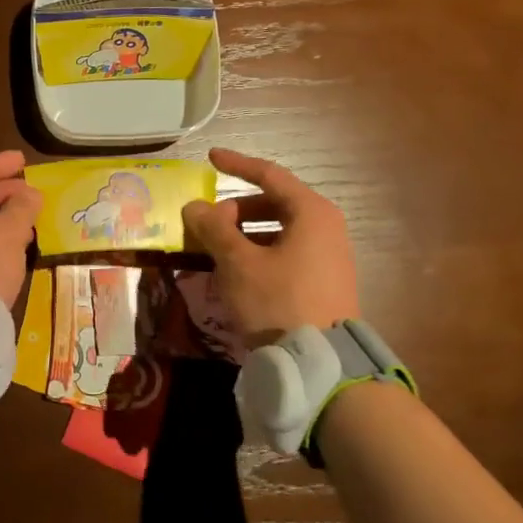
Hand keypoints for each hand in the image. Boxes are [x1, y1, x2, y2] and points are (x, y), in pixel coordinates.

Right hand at [181, 147, 358, 348]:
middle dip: (236, 209)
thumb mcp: (238, 263)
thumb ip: (214, 228)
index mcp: (311, 213)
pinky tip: (236, 271)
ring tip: (215, 249)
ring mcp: (328, 255)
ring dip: (244, 233)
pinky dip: (258, 251)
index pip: (269, 175)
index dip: (236, 164)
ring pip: (278, 230)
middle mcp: (326, 227)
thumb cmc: (278, 302)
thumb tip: (194, 206)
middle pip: (273, 203)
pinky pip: (286, 251)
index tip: (210, 158)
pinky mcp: (324, 280)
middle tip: (206, 222)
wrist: (321, 365)